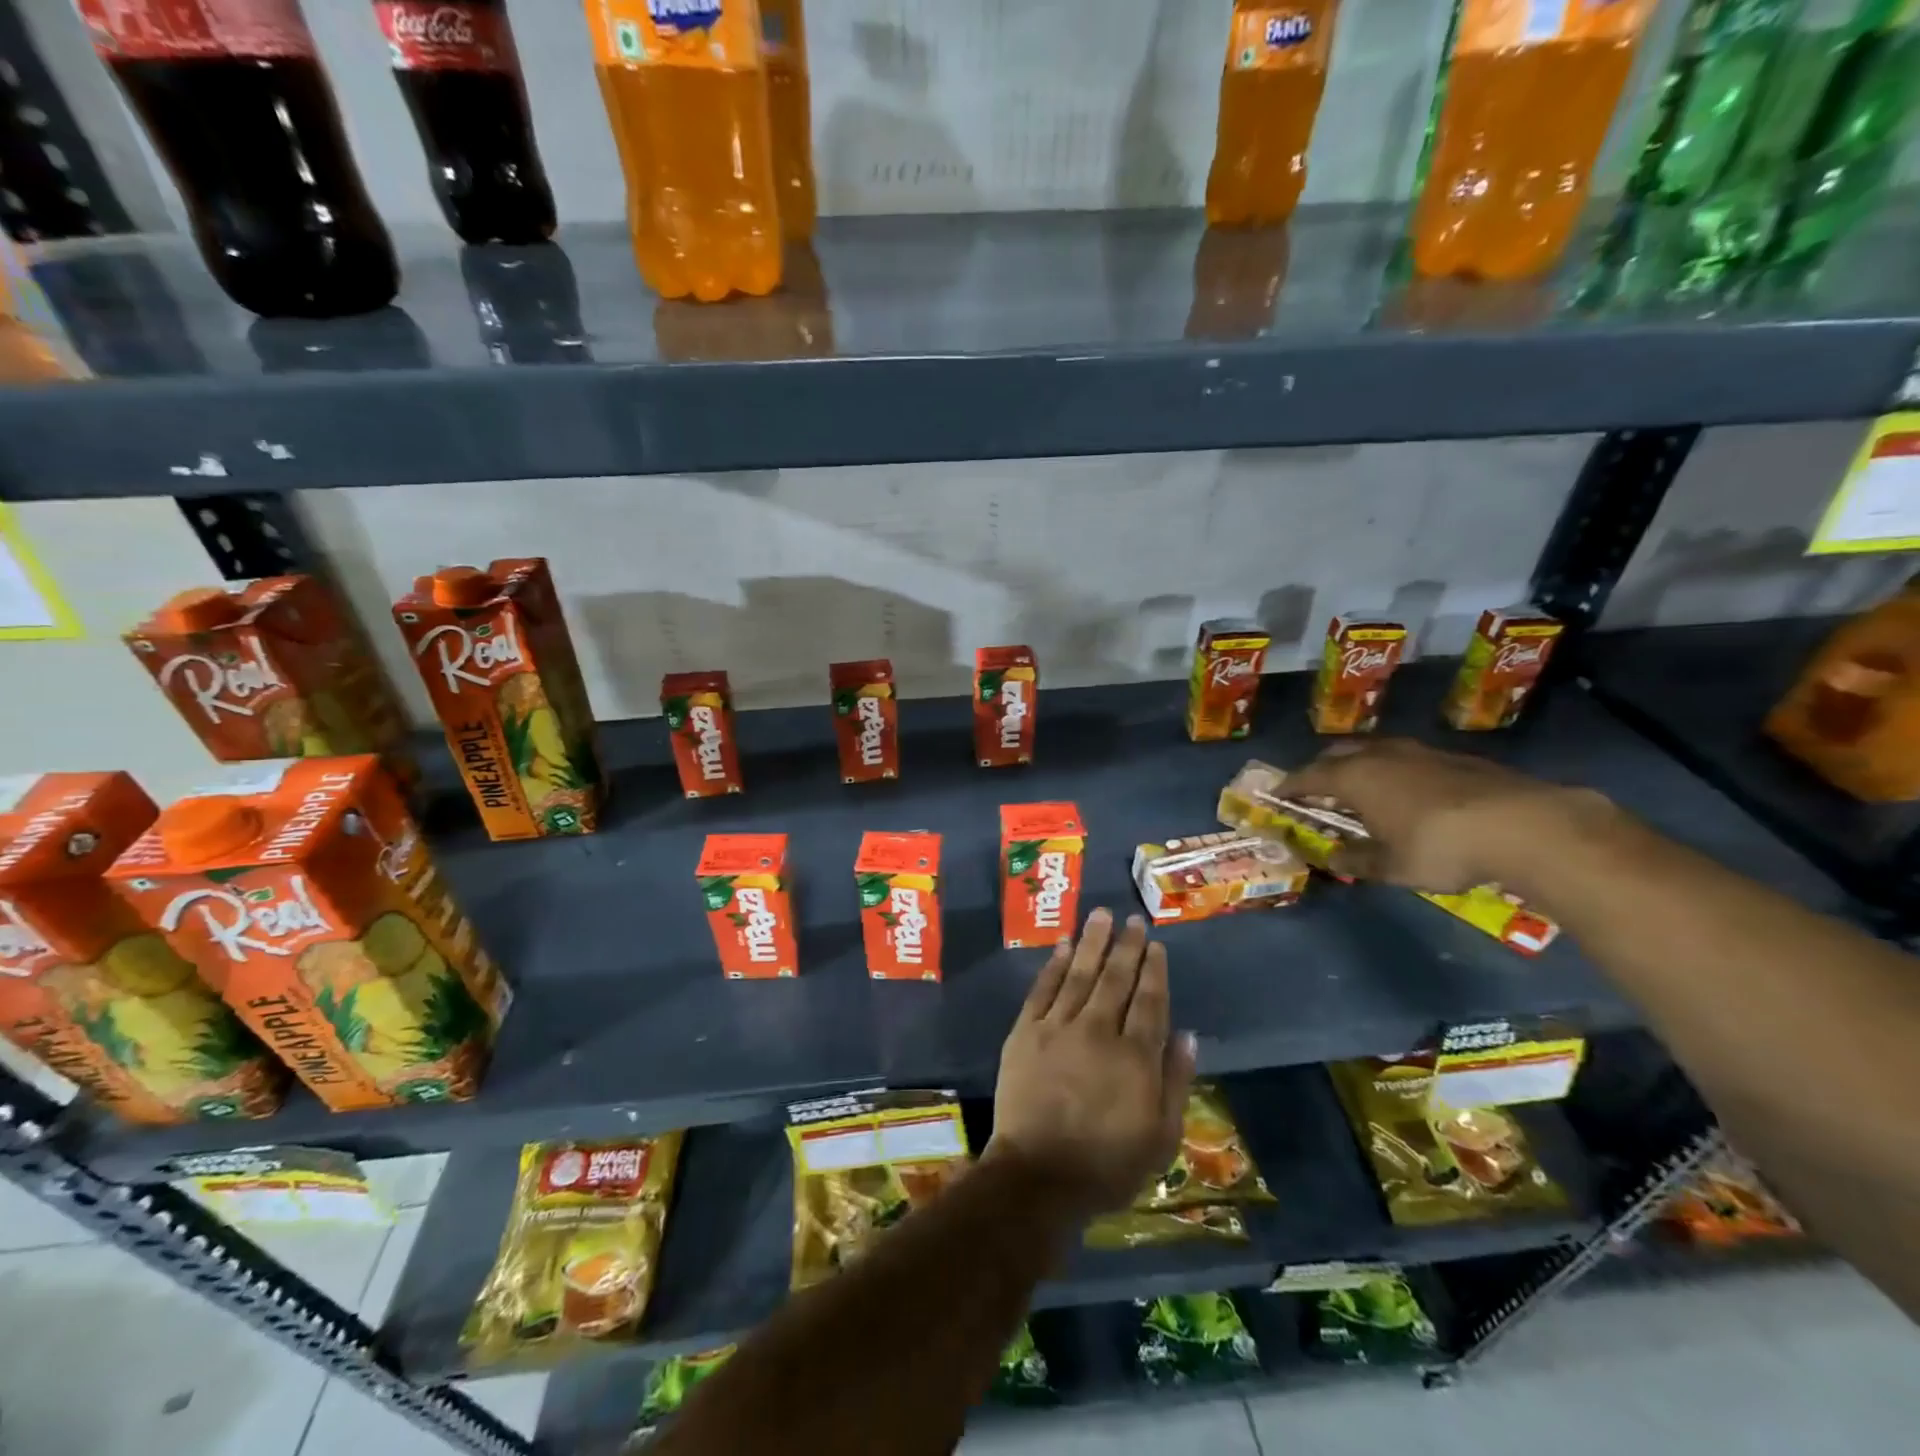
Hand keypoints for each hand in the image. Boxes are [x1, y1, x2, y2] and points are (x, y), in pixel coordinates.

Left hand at [986, 908, 1195, 1217]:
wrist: (1038, 1176)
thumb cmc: (1107, 1165)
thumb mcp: (1161, 1137)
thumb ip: (1175, 1082)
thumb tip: (1187, 1034)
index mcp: (1135, 1056)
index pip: (1149, 1001)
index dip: (1154, 970)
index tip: (1156, 944)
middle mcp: (1098, 1030)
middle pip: (1116, 979)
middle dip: (1127, 946)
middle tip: (1133, 919)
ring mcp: (1058, 1027)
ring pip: (1080, 974)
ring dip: (1093, 942)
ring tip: (1101, 915)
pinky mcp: (1025, 1032)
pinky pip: (1043, 989)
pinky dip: (1054, 964)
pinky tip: (1064, 945)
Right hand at [1285, 738, 1609, 893]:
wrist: (1523, 825)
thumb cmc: (1439, 847)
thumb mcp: (1390, 866)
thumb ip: (1356, 859)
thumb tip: (1332, 857)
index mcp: (1354, 777)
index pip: (1307, 776)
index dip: (1289, 787)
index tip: (1275, 795)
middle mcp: (1380, 756)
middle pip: (1338, 754)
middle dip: (1321, 769)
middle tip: (1315, 790)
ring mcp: (1419, 752)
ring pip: (1375, 751)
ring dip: (1360, 766)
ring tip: (1361, 789)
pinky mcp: (1454, 758)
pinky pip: (1407, 759)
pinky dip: (1394, 772)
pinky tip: (1408, 794)